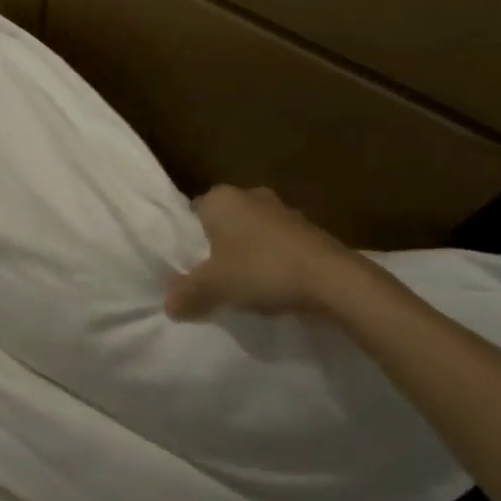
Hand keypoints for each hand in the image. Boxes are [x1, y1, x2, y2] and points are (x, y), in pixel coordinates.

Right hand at [165, 186, 365, 320]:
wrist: (333, 280)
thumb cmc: (262, 269)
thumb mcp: (215, 286)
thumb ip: (188, 293)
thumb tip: (168, 305)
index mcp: (221, 198)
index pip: (193, 213)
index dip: (189, 239)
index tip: (189, 265)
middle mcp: (250, 195)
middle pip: (224, 222)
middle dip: (220, 245)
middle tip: (213, 276)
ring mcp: (284, 210)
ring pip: (254, 232)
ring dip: (249, 253)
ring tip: (245, 285)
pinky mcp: (310, 230)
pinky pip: (280, 244)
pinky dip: (275, 260)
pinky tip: (275, 286)